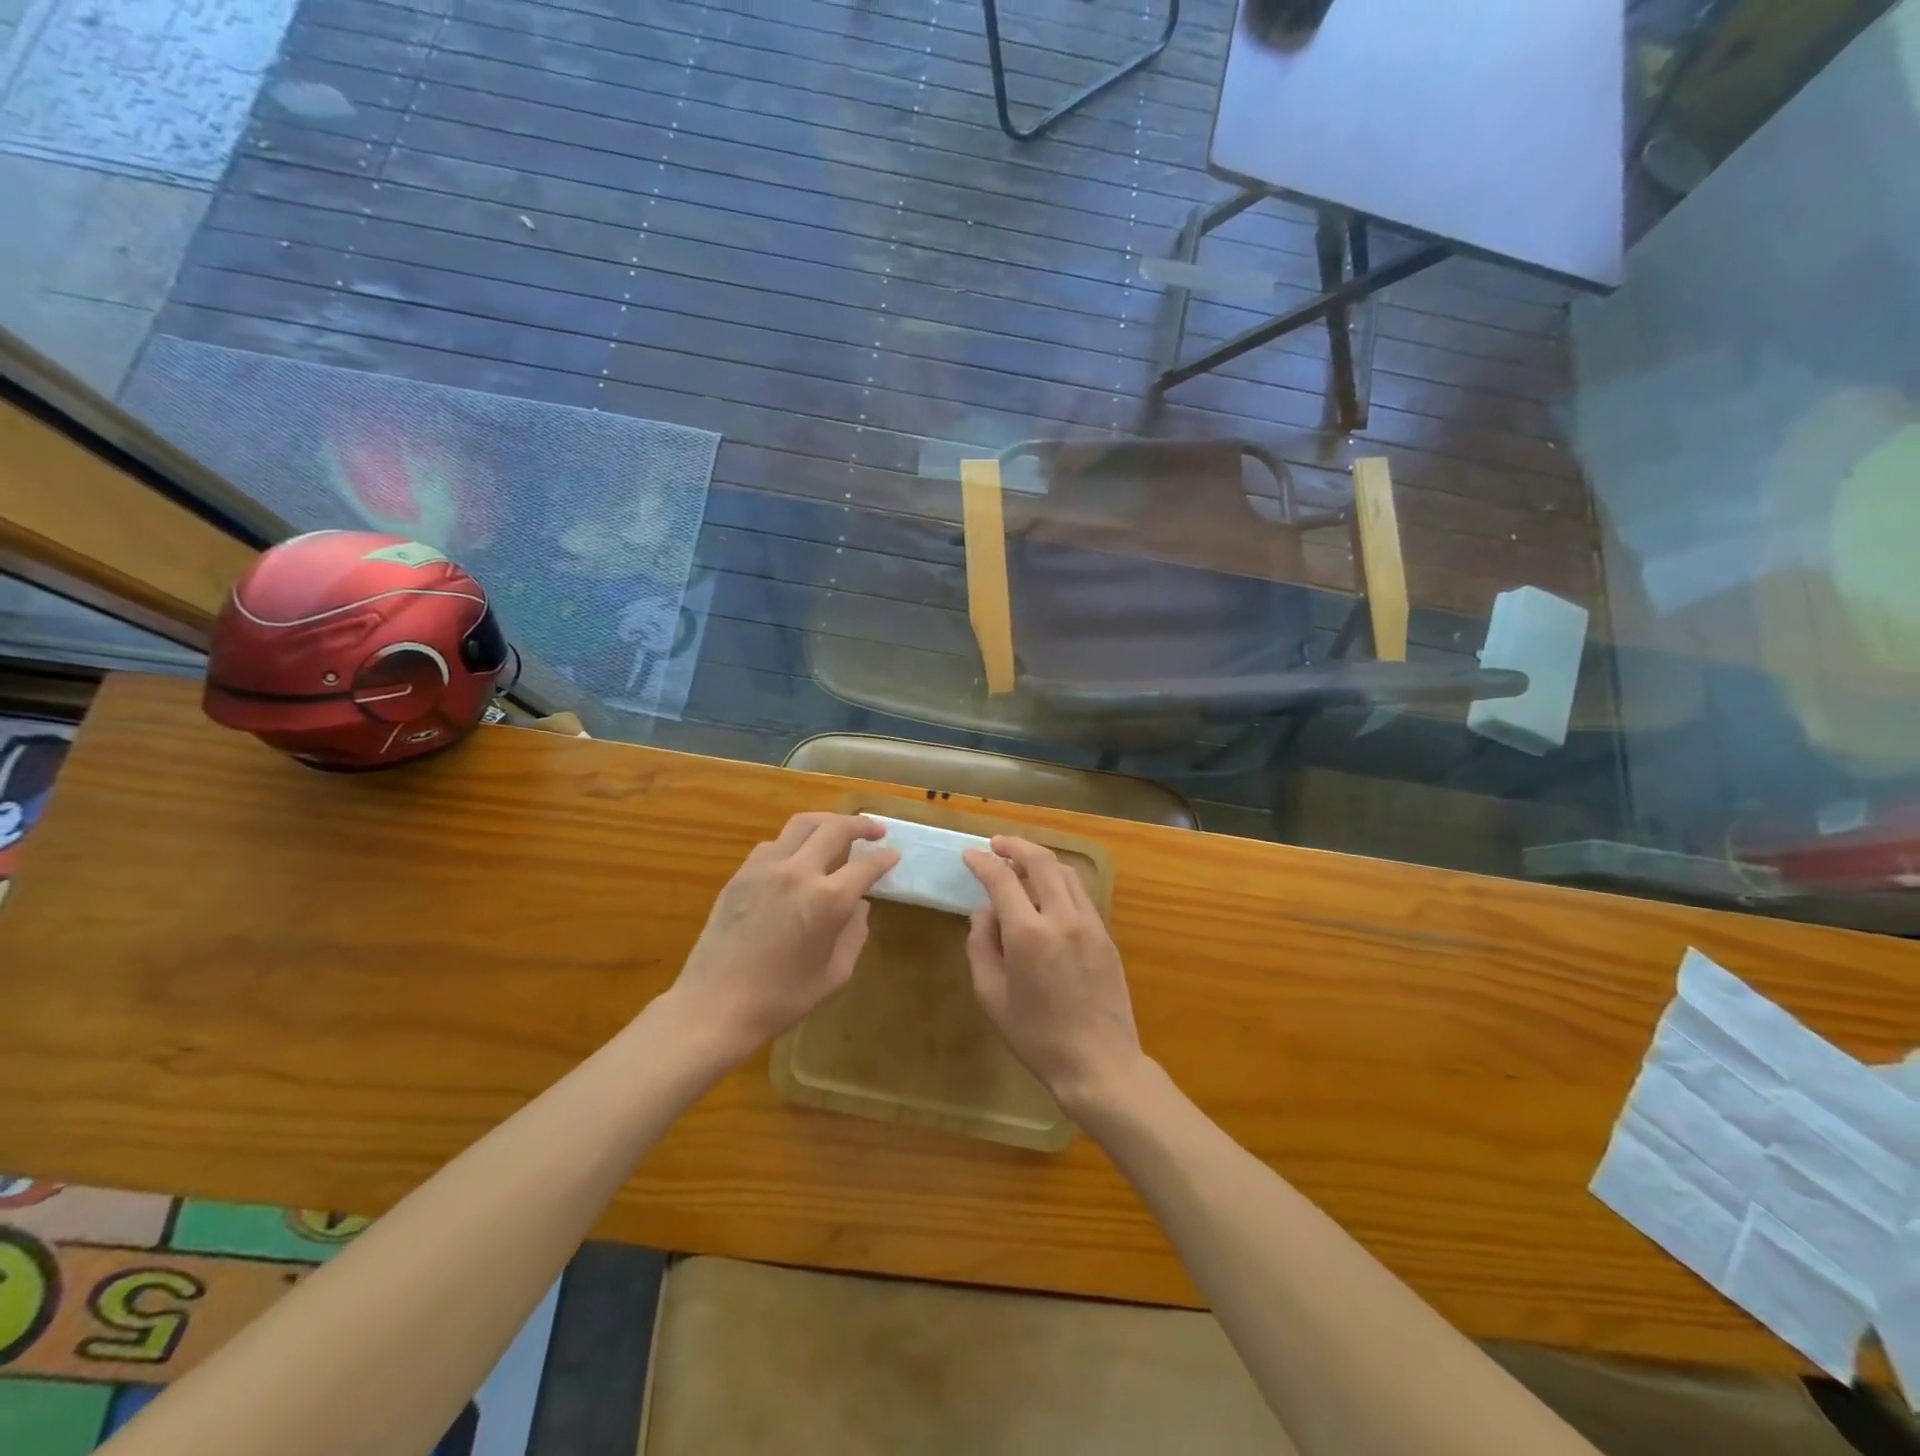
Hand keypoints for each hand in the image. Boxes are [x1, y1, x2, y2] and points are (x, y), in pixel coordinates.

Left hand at [669, 813, 897, 1061]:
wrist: (715, 1006)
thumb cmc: (781, 998)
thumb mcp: (834, 974)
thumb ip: (854, 934)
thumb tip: (858, 906)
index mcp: (828, 899)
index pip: (866, 865)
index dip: (885, 858)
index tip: (894, 855)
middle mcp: (799, 872)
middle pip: (835, 828)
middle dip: (861, 824)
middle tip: (875, 829)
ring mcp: (765, 868)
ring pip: (802, 824)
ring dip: (827, 822)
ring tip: (839, 830)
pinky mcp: (741, 874)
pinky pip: (774, 844)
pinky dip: (794, 841)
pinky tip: (798, 856)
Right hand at [962, 836, 1145, 1117]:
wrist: (1100, 1064)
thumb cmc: (1037, 1037)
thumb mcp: (992, 997)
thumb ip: (981, 947)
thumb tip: (983, 913)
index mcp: (1029, 935)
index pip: (1002, 880)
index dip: (983, 863)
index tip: (969, 855)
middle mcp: (1062, 918)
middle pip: (1041, 861)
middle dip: (1015, 845)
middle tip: (996, 844)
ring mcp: (1090, 924)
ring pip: (1066, 872)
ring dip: (1040, 859)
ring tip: (1021, 862)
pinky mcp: (1106, 935)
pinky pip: (1081, 893)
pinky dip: (1060, 880)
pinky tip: (1048, 891)